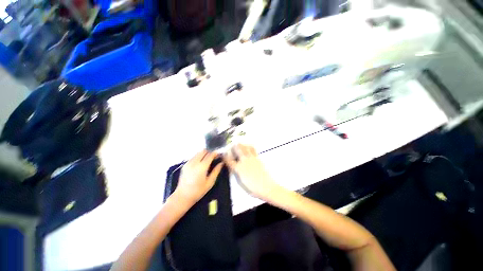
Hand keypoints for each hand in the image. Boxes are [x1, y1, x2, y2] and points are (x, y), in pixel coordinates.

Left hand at [175, 150, 223, 204]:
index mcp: (202, 167)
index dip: (215, 154)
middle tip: (213, 157)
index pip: (210, 155)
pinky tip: (200, 164)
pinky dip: (198, 157)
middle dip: (209, 152)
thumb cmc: (198, 191)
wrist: (182, 196)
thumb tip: (221, 163)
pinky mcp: (185, 165)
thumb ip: (216, 171)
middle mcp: (194, 162)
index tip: (219, 155)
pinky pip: (193, 157)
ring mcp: (188, 163)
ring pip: (198, 153)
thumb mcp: (210, 182)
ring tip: (207, 160)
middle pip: (203, 151)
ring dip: (204, 154)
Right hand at [224, 144, 279, 199]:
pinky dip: (250, 146)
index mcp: (238, 168)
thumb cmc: (252, 188)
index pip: (229, 161)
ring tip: (239, 143)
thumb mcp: (240, 183)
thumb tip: (233, 168)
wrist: (266, 187)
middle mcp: (244, 161)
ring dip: (242, 144)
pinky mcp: (257, 158)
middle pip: (238, 150)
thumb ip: (236, 174)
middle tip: (232, 144)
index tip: (223, 154)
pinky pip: (253, 150)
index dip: (225, 157)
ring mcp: (251, 158)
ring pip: (245, 148)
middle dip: (234, 146)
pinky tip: (249, 146)